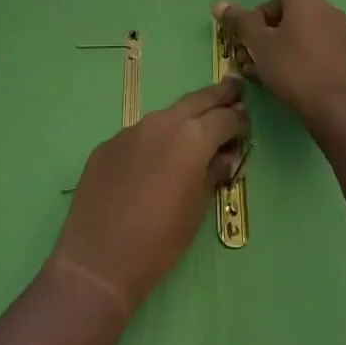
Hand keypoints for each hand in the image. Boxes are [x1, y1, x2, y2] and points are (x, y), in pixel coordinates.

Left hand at [48, 77, 248, 313]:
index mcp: (191, 138)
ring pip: (164, 117)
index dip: (238, 118)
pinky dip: (154, 141)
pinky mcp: (107, 145)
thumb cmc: (160, 241)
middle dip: (217, 94)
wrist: (99, 258)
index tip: (246, 118)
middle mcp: (161, 123)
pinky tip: (154, 160)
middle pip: (195, 101)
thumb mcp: (197, 210)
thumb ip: (213, 174)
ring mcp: (130, 131)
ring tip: (196, 126)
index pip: (223, 118)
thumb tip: (225, 156)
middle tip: (234, 86)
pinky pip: (139, 136)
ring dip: (183, 119)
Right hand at [214, 0, 345, 137]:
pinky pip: (312, 39)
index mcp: (305, 0)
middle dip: (262, 17)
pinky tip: (280, 72)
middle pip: (286, 1)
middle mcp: (325, 8)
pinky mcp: (345, 52)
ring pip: (298, 23)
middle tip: (245, 43)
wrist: (340, 112)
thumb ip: (241, 21)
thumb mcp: (261, 45)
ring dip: (275, 36)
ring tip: (258, 64)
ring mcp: (339, 30)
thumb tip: (221, 4)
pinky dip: (292, 47)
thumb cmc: (296, 71)